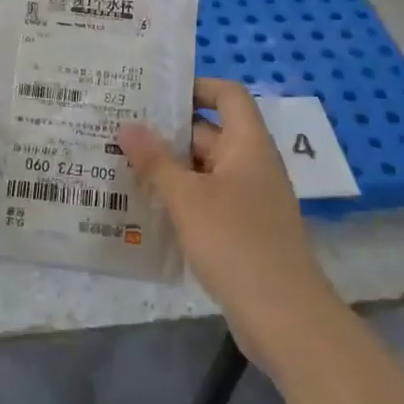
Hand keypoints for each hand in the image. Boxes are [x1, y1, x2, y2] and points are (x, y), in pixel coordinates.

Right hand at [123, 82, 403, 403]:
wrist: (284, 317)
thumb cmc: (236, 243)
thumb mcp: (187, 198)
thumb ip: (155, 161)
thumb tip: (127, 126)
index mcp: (248, 145)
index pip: (227, 95)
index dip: (195, 86)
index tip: (153, 92)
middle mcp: (251, 165)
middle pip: (209, 132)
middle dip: (167, 131)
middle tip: (119, 128)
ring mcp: (248, 199)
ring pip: (203, 170)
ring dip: (168, 167)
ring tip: (120, 163)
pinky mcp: (242, 230)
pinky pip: (206, 200)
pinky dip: (179, 198)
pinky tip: (144, 207)